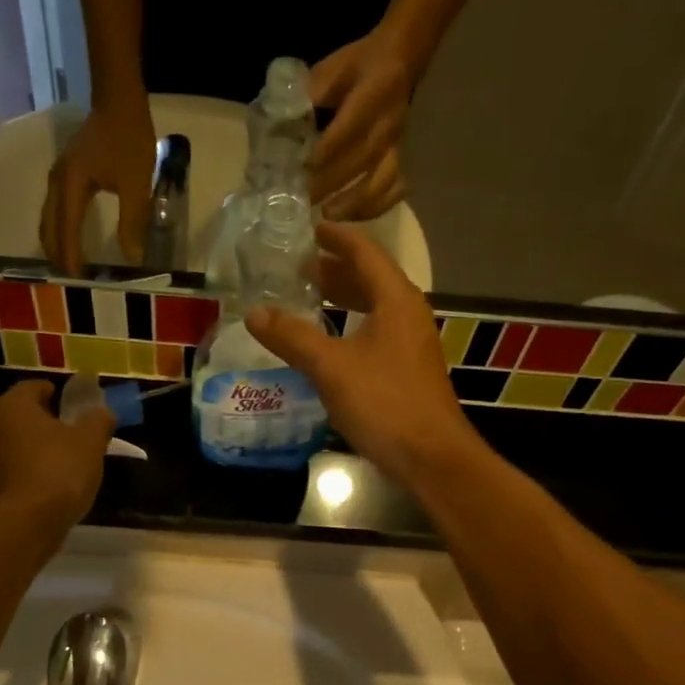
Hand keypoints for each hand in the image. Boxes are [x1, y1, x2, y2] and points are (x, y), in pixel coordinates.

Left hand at [0, 380, 115, 527]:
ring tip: (62, 461)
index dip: (54, 392)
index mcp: (13, 406)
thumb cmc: (58, 471)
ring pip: (14, 444)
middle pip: (20, 416)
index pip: (32, 387)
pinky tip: (48, 486)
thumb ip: (98, 421)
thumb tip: (102, 412)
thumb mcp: (91, 442)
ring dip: (34, 448)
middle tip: (70, 431)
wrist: (24, 525)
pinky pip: (11, 470)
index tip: (69, 402)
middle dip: (43, 421)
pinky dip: (27, 472)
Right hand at [40, 101, 155, 274]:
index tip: (76, 279)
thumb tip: (132, 257)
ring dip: (56, 243)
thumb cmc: (129, 139)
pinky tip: (70, 239)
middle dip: (57, 254)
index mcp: (71, 186)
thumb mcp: (136, 184)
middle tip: (69, 280)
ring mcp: (58, 177)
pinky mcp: (65, 174)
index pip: (66, 229)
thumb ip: (133, 222)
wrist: (119, 100)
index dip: (70, 256)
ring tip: (68, 265)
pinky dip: (59, 229)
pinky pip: (55, 210)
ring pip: (48, 219)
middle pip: (49, 227)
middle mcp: (57, 183)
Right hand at [245, 222, 478, 484]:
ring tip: (308, 298)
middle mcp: (409, 314)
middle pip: (371, 278)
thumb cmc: (384, 403)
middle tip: (297, 267)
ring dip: (343, 298)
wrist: (431, 457)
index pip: (365, 252)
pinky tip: (328, 343)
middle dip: (335, 269)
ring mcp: (412, 344)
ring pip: (374, 308)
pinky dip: (350, 326)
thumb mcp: (331, 367)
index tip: (308, 228)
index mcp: (396, 300)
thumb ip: (293, 337)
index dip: (336, 237)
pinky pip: (376, 333)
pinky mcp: (408, 371)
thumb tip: (254, 312)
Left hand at [308, 30, 413, 209]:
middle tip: (306, 199)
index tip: (307, 166)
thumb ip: (310, 91)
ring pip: (382, 179)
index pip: (352, 124)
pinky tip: (354, 216)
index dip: (330, 147)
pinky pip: (395, 188)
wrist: (401, 58)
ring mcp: (398, 143)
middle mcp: (389, 121)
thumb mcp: (332, 67)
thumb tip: (281, 119)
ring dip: (356, 201)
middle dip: (333, 181)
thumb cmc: (358, 65)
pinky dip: (376, 206)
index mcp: (375, 90)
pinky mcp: (401, 157)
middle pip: (363, 158)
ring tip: (329, 215)